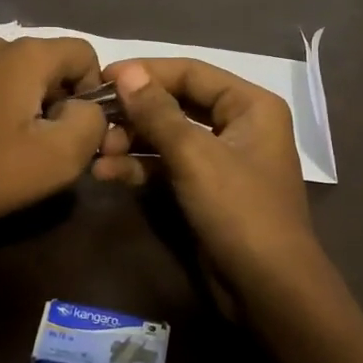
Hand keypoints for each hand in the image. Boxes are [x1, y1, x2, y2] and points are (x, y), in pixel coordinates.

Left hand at [0, 36, 107, 250]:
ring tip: (10, 149)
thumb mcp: (58, 157)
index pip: (84, 52)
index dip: (95, 90)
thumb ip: (91, 123)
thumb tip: (86, 109)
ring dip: (23, 106)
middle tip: (47, 145)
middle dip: (57, 99)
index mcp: (25, 55)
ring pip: (11, 77)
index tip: (80, 129)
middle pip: (46, 64)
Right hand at [91, 59, 344, 326]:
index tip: (101, 77)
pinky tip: (107, 173)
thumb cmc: (238, 211)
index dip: (145, 72)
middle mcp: (239, 124)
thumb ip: (158, 112)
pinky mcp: (206, 190)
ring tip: (97, 151)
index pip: (190, 72)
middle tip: (94, 120)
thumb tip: (126, 72)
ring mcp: (222, 159)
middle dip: (135, 112)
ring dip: (132, 141)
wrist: (268, 290)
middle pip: (177, 103)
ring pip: (169, 136)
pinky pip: (169, 166)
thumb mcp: (194, 156)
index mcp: (250, 105)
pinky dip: (140, 167)